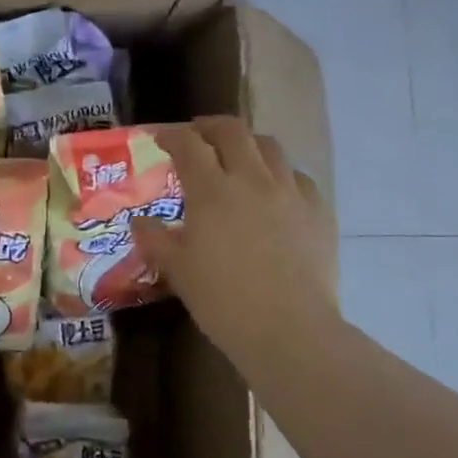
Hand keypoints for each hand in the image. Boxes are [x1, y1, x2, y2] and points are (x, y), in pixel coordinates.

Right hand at [133, 117, 338, 364]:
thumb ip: (156, 240)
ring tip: (238, 157)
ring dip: (248, 144)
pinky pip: (299, 177)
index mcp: (212, 191)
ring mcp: (290, 193)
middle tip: (198, 136)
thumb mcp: (179, 271)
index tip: (161, 138)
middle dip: (210, 126)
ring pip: (270, 147)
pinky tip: (276, 192)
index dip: (172, 136)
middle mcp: (252, 180)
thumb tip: (139, 222)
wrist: (290, 330)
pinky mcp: (319, 211)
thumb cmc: (224, 302)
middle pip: (232, 131)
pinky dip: (281, 174)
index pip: (188, 145)